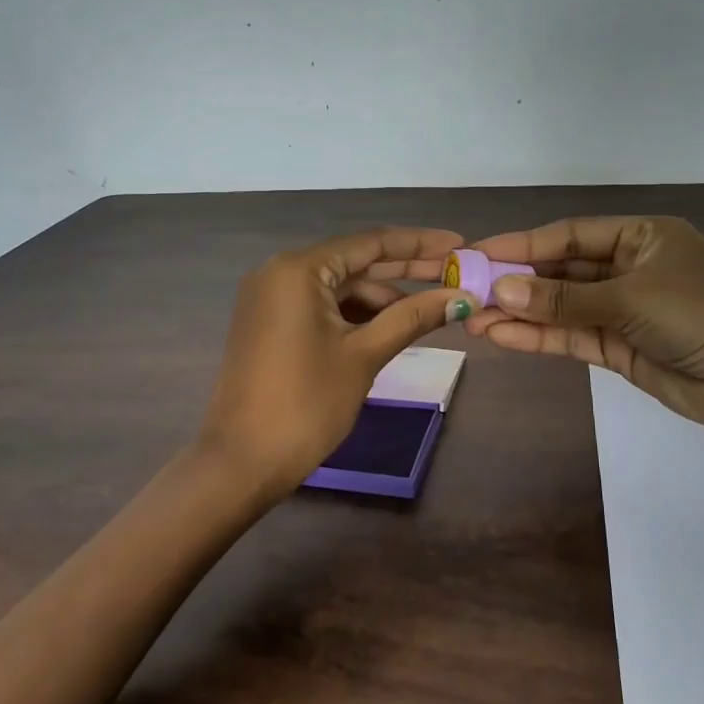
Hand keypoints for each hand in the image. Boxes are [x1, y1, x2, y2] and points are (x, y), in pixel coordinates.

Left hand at [198, 228, 475, 495]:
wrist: (242, 461)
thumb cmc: (307, 404)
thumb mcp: (364, 356)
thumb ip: (412, 318)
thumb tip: (461, 297)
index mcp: (298, 269)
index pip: (369, 242)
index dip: (419, 244)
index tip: (459, 245)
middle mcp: (279, 272)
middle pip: (354, 262)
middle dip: (405, 269)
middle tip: (455, 273)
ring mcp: (270, 298)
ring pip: (338, 287)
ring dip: (381, 297)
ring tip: (430, 308)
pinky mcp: (269, 323)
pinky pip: (320, 306)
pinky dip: (355, 314)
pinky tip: (391, 325)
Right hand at [463, 216, 703, 437]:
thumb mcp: (630, 298)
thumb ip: (564, 298)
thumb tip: (502, 290)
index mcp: (639, 237)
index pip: (567, 235)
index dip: (520, 245)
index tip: (477, 255)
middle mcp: (628, 269)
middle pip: (560, 271)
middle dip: (515, 282)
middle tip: (466, 291)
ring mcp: (623, 311)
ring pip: (560, 307)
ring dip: (519, 313)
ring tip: (472, 319)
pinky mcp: (620, 348)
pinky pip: (572, 337)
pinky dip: (539, 338)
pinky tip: (501, 338)